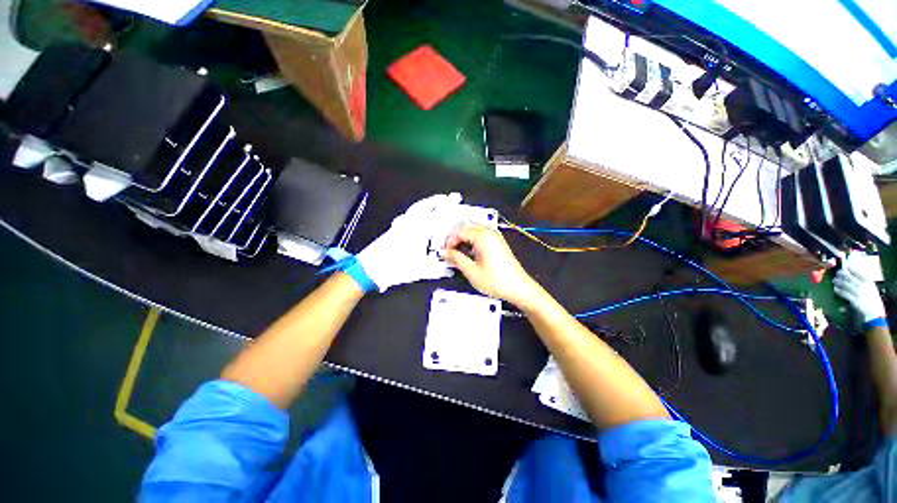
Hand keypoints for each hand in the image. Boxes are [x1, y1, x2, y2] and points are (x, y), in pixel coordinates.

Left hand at [356, 193, 461, 291]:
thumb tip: (450, 270)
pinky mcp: (393, 228)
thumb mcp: (420, 271)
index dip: (447, 207)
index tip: (454, 201)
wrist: (371, 268)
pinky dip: (415, 210)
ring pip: (415, 208)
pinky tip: (416, 213)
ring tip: (433, 201)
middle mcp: (410, 225)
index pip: (436, 215)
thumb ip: (438, 270)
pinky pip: (407, 214)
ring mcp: (400, 225)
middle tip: (446, 197)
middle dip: (437, 201)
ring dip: (426, 203)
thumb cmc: (396, 268)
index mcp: (419, 232)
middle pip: (425, 206)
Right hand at [444, 225, 543, 308]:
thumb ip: (456, 259)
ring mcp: (496, 237)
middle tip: (450, 253)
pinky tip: (471, 255)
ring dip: (464, 241)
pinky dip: (473, 243)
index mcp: (482, 236)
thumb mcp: (471, 271)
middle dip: (456, 239)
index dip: (449, 241)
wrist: (518, 288)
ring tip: (459, 255)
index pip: (460, 232)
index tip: (445, 252)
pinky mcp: (499, 244)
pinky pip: (482, 237)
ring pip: (474, 232)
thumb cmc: (495, 280)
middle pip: (467, 229)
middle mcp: (490, 233)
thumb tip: (444, 252)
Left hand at [833, 261, 885, 323]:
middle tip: (837, 273)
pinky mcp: (855, 300)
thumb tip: (853, 274)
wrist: (875, 312)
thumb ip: (863, 281)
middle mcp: (863, 286)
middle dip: (841, 274)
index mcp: (868, 282)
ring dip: (838, 282)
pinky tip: (835, 289)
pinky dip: (839, 291)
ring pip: (846, 285)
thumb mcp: (871, 288)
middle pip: (850, 278)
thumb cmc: (872, 299)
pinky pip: (845, 294)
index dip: (850, 269)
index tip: (844, 267)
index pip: (858, 273)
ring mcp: (859, 293)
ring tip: (834, 280)